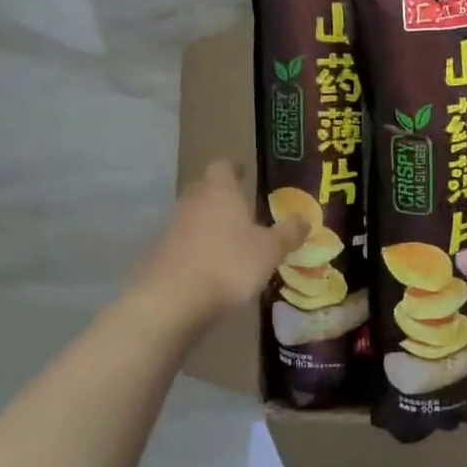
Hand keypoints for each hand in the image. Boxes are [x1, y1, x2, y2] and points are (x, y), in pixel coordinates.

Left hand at [137, 161, 307, 326]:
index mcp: (220, 192)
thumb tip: (304, 219)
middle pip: (204, 188)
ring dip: (209, 223)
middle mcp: (193, 202)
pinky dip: (198, 247)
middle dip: (221, 195)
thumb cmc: (229, 264)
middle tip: (242, 208)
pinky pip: (184, 241)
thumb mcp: (271, 250)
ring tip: (231, 240)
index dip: (234, 169)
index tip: (245, 175)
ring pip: (193, 215)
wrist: (174, 300)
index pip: (222, 166)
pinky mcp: (162, 254)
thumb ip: (289, 233)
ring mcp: (173, 228)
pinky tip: (213, 265)